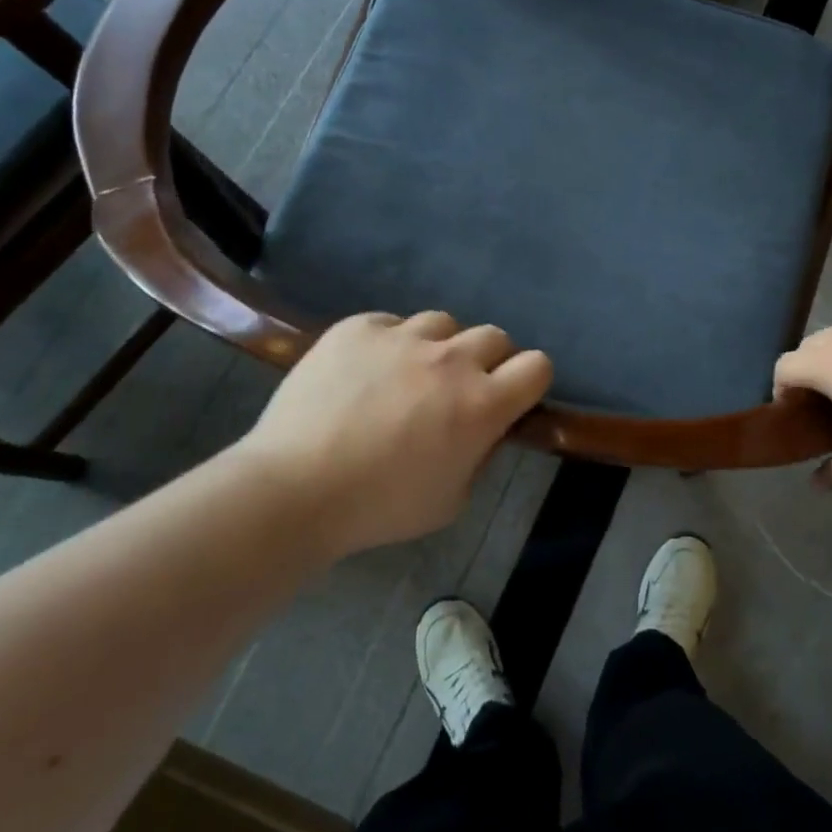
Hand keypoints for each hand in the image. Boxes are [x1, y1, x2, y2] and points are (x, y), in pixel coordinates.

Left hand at [233, 311, 551, 555]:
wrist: (293, 489)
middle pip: (495, 336)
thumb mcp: (452, 500)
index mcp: (482, 404)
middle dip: (488, 361)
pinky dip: (390, 343)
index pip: (538, 366)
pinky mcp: (359, 328)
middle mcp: (451, 360)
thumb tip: (484, 429)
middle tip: (458, 390)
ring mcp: (403, 337)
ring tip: (408, 375)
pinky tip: (366, 372)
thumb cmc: (379, 507)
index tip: (511, 398)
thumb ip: (480, 456)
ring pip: (443, 324)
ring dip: (438, 348)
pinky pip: (391, 323)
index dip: (529, 380)